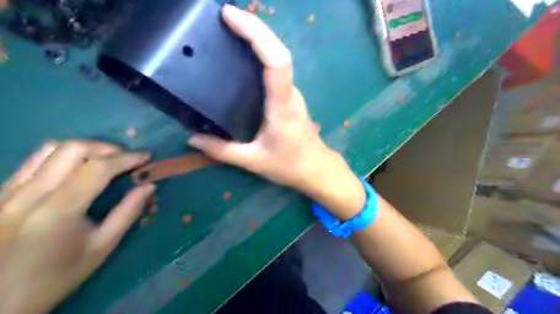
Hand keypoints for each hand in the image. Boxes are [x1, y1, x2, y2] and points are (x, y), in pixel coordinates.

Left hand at [0, 139, 152, 312]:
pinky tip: (78, 168)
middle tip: (127, 159)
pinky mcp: (1, 192)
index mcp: (59, 210)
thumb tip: (149, 186)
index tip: (147, 157)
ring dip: (86, 147)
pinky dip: (65, 155)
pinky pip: (36, 159)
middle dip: (108, 148)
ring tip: (105, 159)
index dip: (127, 157)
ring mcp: (9, 190)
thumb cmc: (57, 276)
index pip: (98, 167)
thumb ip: (128, 212)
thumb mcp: (102, 247)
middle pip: (74, 148)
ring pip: (51, 148)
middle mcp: (30, 193)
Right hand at [187, 5, 336, 190]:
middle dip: (254, 29)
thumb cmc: (289, 166)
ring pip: (278, 59)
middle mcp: (290, 94)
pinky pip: (276, 70)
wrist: (316, 168)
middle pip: (278, 52)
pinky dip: (261, 54)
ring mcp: (293, 94)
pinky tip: (242, 55)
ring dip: (258, 38)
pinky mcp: (290, 97)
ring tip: (229, 29)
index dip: (258, 36)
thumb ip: (223, 151)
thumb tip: (193, 139)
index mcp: (282, 108)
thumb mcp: (254, 162)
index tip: (232, 17)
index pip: (277, 63)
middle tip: (224, 16)